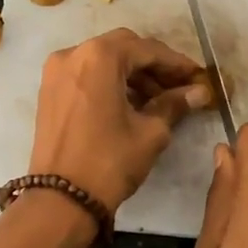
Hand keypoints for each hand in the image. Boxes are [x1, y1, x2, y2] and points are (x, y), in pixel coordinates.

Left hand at [29, 29, 211, 209]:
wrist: (61, 199)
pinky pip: (86, 76)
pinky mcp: (49, 91)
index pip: (147, 50)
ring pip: (102, 61)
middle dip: (152, 66)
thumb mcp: (150, 132)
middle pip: (122, 48)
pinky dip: (109, 83)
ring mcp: (56, 72)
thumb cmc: (110, 162)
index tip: (198, 77)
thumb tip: (199, 92)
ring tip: (159, 100)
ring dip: (131, 75)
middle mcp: (73, 54)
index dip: (176, 63)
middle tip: (179, 87)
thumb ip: (174, 104)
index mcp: (99, 57)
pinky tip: (130, 104)